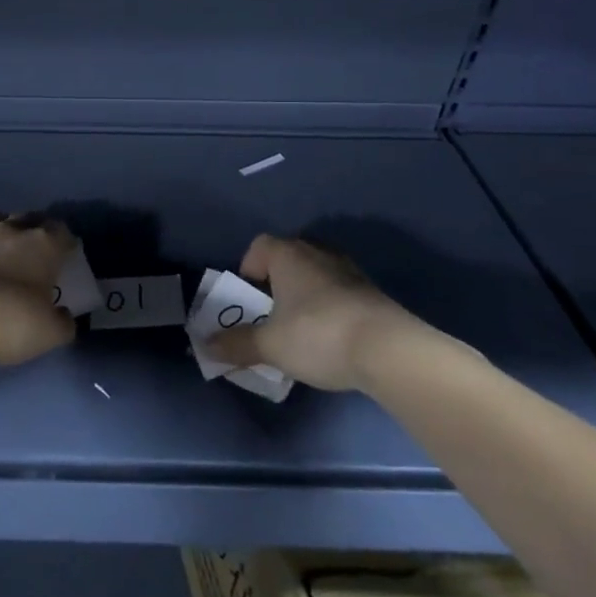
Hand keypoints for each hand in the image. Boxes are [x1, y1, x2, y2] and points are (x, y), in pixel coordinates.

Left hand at [0, 212, 77, 366]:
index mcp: (42, 245)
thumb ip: (62, 322)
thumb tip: (63, 316)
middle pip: (28, 218)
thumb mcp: (50, 333)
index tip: (67, 254)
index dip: (66, 241)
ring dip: (3, 228)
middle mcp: (10, 232)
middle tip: (38, 250)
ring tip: (4, 247)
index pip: (61, 230)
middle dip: (36, 229)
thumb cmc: (12, 321)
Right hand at [203, 234, 421, 390]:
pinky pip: (340, 292)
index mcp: (289, 255)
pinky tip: (331, 337)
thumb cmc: (318, 335)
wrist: (390, 351)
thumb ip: (237, 344)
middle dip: (277, 282)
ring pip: (317, 274)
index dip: (249, 267)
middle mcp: (319, 253)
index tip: (249, 297)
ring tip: (301, 327)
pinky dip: (331, 308)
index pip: (260, 245)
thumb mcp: (270, 345)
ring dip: (306, 295)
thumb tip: (205, 346)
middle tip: (271, 313)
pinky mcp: (373, 294)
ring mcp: (350, 271)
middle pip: (289, 257)